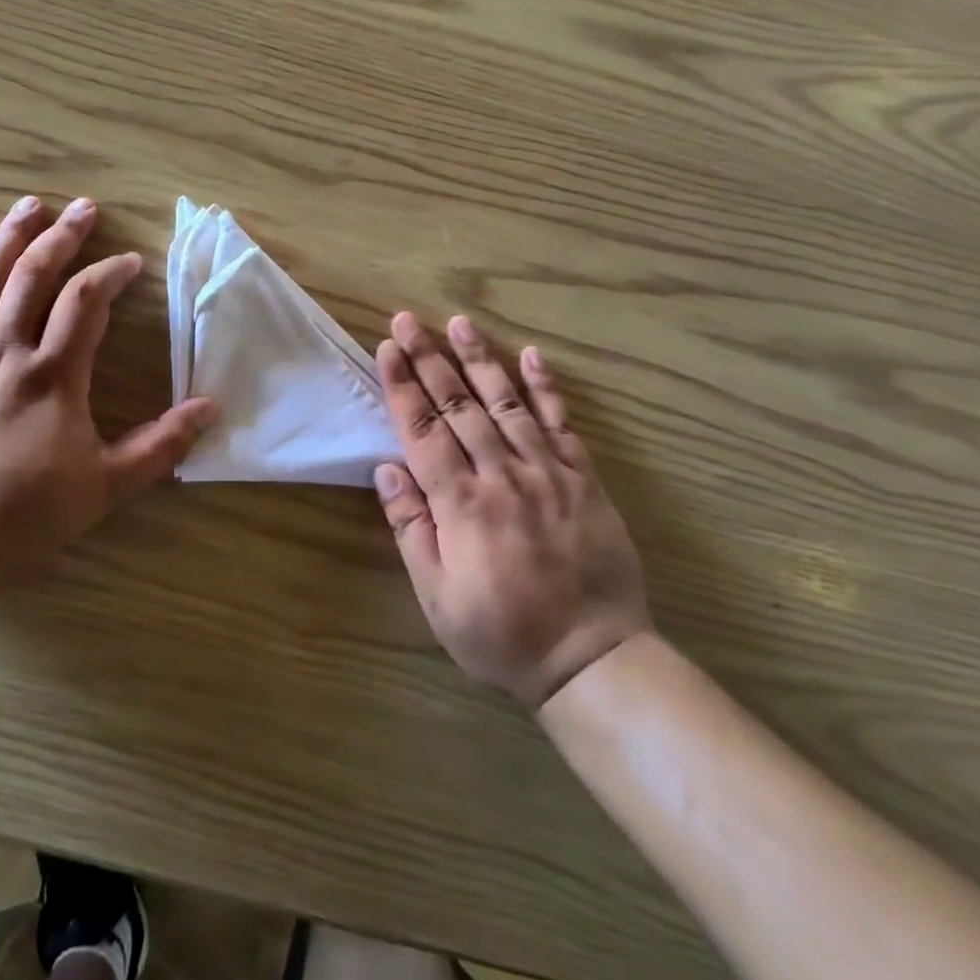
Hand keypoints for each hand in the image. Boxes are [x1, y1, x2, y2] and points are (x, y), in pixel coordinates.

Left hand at [0, 196, 218, 577]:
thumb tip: (212, 407)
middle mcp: (5, 350)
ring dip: (8, 238)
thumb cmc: (27, 511)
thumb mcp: (108, 484)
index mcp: (53, 374)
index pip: (87, 302)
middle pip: (35, 275)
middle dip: (63, 237)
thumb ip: (162, 445)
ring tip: (28, 204)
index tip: (130, 262)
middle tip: (84, 208)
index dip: (111, 273)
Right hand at [373, 313, 649, 708]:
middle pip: (458, 406)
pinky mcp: (583, 479)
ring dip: (480, 359)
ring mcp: (547, 473)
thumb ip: (411, 529)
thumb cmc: (502, 634)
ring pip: (506, 403)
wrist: (592, 659)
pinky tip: (531, 355)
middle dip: (429, 358)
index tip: (387, 349)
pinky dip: (546, 388)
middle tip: (409, 320)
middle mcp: (502, 476)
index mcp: (461, 504)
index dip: (402, 386)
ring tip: (459, 323)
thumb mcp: (437, 596)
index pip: (423, 431)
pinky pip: (562, 424)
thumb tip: (387, 469)